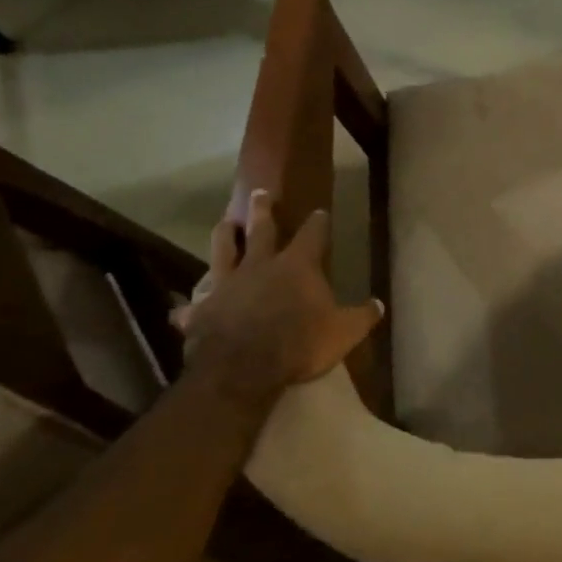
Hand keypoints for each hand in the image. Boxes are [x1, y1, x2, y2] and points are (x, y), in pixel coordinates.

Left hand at [172, 190, 382, 399]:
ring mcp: (227, 285)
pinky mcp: (202, 310)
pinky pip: (193, 307)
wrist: (244, 368)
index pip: (312, 235)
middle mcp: (260, 266)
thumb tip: (379, 305)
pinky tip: (182, 311)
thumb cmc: (300, 343)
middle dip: (263, 211)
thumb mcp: (344, 332)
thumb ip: (362, 316)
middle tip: (259, 193)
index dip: (318, 223)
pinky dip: (189, 308)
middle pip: (261, 230)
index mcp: (297, 266)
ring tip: (223, 224)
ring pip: (222, 251)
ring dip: (223, 236)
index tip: (320, 211)